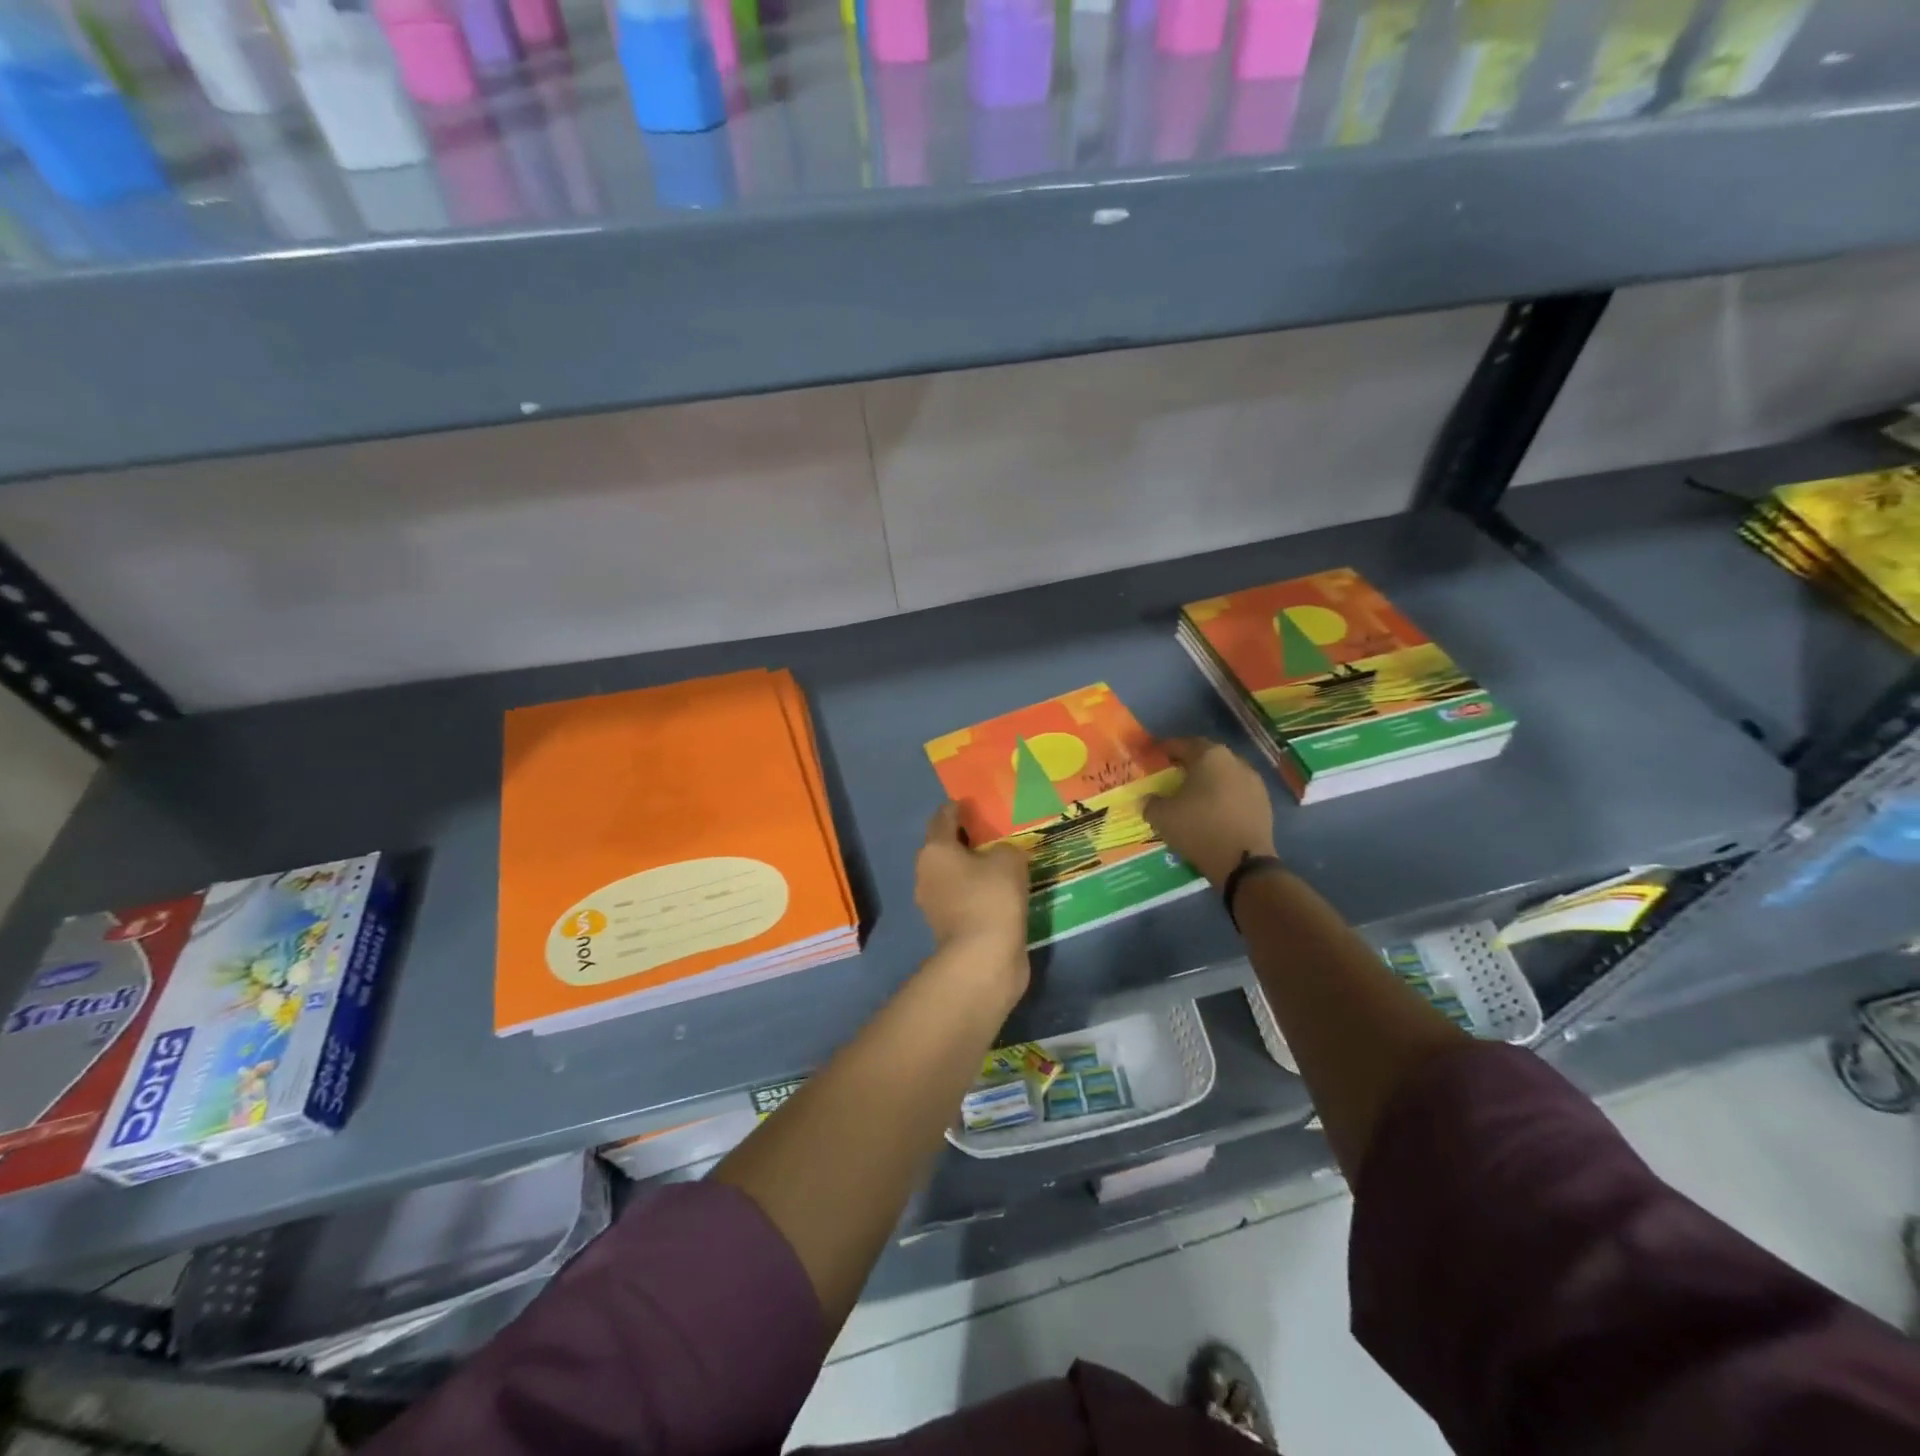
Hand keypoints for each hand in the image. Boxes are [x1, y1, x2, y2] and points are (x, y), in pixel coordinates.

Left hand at [915, 804, 1031, 989]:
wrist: (983, 958)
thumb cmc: (991, 897)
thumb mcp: (1009, 860)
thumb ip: (1006, 848)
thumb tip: (1001, 855)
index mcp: (935, 850)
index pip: (943, 818)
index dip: (958, 808)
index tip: (973, 804)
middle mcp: (927, 874)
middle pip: (945, 848)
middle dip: (966, 840)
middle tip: (994, 833)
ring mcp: (935, 904)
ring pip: (954, 876)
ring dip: (973, 870)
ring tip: (1001, 864)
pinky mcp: (949, 928)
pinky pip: (964, 900)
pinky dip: (978, 894)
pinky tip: (1001, 893)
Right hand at [1144, 737, 1276, 886]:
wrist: (1243, 862)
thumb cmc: (1198, 828)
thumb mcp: (1161, 816)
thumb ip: (1150, 802)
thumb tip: (1147, 798)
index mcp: (1209, 756)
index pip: (1182, 744)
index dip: (1165, 748)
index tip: (1154, 754)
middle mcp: (1235, 761)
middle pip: (1206, 756)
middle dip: (1189, 763)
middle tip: (1172, 773)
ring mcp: (1254, 781)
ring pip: (1224, 774)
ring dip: (1209, 780)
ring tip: (1193, 794)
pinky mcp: (1264, 802)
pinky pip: (1237, 792)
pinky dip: (1223, 796)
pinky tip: (1213, 811)